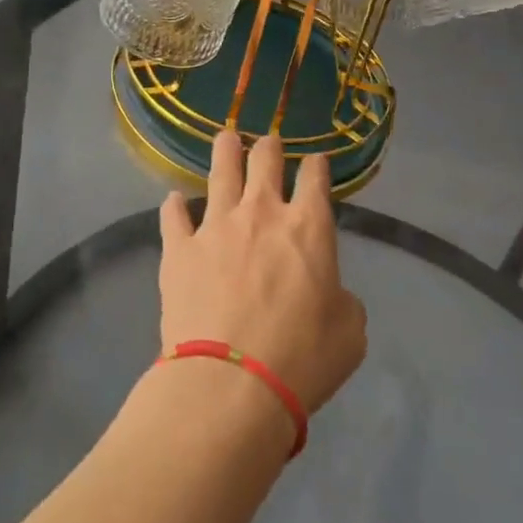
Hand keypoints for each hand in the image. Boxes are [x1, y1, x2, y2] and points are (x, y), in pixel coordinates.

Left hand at [158, 131, 366, 416]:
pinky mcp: (179, 248)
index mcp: (308, 228)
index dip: (317, 166)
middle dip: (269, 147)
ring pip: (220, 171)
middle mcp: (262, 213)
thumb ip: (343, 301)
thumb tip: (330, 293)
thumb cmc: (302, 359)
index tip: (316, 162)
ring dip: (225, 151)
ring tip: (225, 139)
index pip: (316, 178)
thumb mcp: (349, 334)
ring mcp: (216, 226)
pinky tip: (173, 200)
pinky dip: (174, 206)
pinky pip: (173, 216)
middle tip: (269, 144)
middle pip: (265, 160)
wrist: (231, 384)